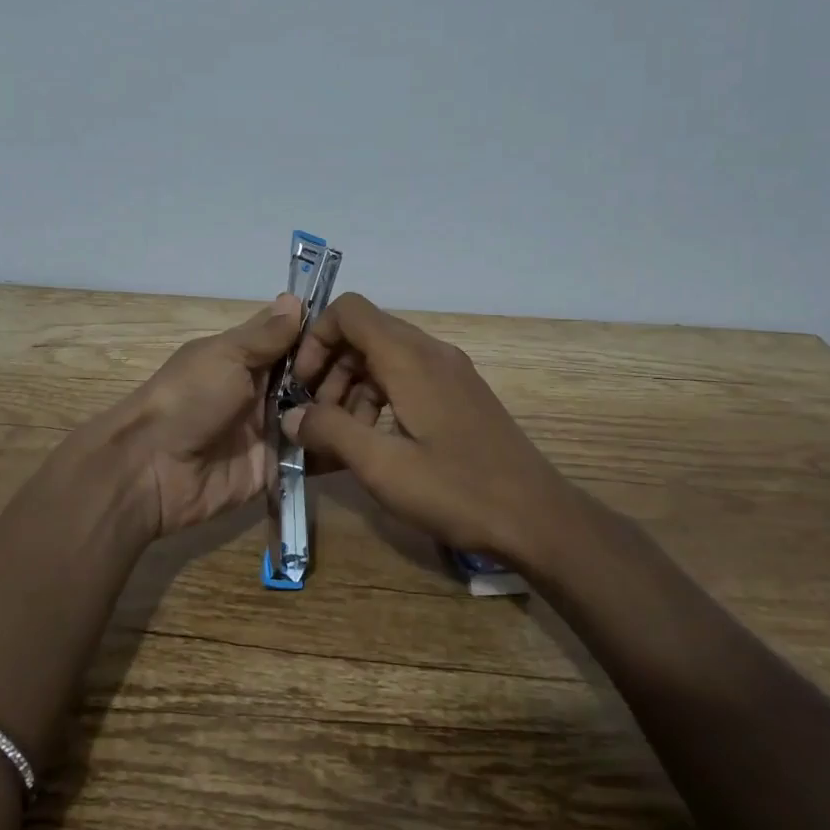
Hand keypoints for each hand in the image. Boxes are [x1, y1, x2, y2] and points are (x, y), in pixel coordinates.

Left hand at [93, 293, 365, 537]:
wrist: (152, 470)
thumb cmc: (188, 399)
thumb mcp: (224, 355)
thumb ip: (264, 335)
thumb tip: (295, 298)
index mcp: (247, 359)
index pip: (297, 341)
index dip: (327, 335)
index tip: (366, 330)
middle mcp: (264, 392)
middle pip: (314, 379)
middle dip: (345, 374)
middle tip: (384, 372)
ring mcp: (273, 431)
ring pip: (319, 415)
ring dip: (346, 409)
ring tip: (386, 402)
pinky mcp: (278, 468)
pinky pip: (312, 456)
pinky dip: (337, 448)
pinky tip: (372, 439)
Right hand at [284, 293, 585, 562]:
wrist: (538, 518)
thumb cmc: (457, 490)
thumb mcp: (383, 466)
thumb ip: (330, 432)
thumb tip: (291, 415)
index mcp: (410, 358)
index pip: (349, 311)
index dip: (316, 339)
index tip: (302, 385)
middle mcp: (430, 352)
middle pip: (364, 336)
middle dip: (330, 372)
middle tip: (316, 420)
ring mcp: (449, 372)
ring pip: (384, 360)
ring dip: (352, 391)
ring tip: (342, 441)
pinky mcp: (459, 395)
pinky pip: (407, 379)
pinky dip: (379, 401)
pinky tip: (375, 445)